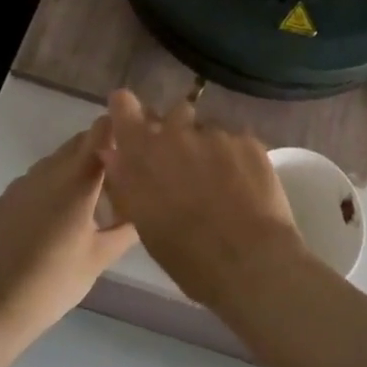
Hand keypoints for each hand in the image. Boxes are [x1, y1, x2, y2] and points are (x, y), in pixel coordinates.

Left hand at [0, 120, 135, 340]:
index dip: (120, 128)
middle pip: (81, 140)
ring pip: (60, 158)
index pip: (102, 129)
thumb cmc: (52, 284)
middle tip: (120, 177)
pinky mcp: (7, 196)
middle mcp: (50, 169)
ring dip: (78, 167)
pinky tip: (59, 216)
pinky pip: (39, 176)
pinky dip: (55, 183)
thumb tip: (147, 206)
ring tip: (92, 200)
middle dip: (102, 150)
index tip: (136, 144)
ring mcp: (25, 181)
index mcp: (78, 179)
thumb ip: (128, 227)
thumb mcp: (100, 258)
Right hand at [98, 89, 307, 311]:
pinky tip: (245, 185)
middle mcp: (177, 133)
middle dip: (177, 132)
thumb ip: (128, 181)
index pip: (124, 106)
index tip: (132, 117)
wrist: (250, 260)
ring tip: (222, 181)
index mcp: (144, 154)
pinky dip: (236, 157)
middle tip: (187, 164)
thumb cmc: (188, 256)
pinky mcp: (247, 139)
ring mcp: (215, 133)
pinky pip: (235, 140)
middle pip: (174, 115)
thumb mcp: (145, 223)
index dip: (127, 109)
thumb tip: (115, 154)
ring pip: (208, 130)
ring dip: (209, 147)